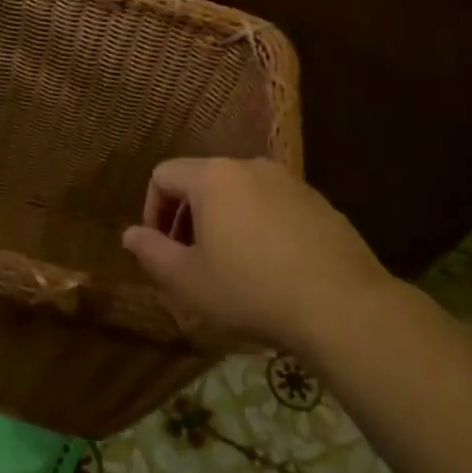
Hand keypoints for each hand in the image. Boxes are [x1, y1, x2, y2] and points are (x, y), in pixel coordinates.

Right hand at [122, 157, 400, 349]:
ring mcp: (289, 182)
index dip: (152, 211)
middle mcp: (250, 167)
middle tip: (191, 261)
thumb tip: (129, 234)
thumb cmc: (250, 290)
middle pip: (202, 181)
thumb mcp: (187, 280)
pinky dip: (259, 227)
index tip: (161, 249)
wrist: (341, 305)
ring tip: (231, 266)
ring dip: (224, 222)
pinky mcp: (319, 203)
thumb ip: (151, 252)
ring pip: (239, 193)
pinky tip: (271, 268)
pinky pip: (273, 206)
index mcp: (212, 177)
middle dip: (187, 217)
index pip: (163, 175)